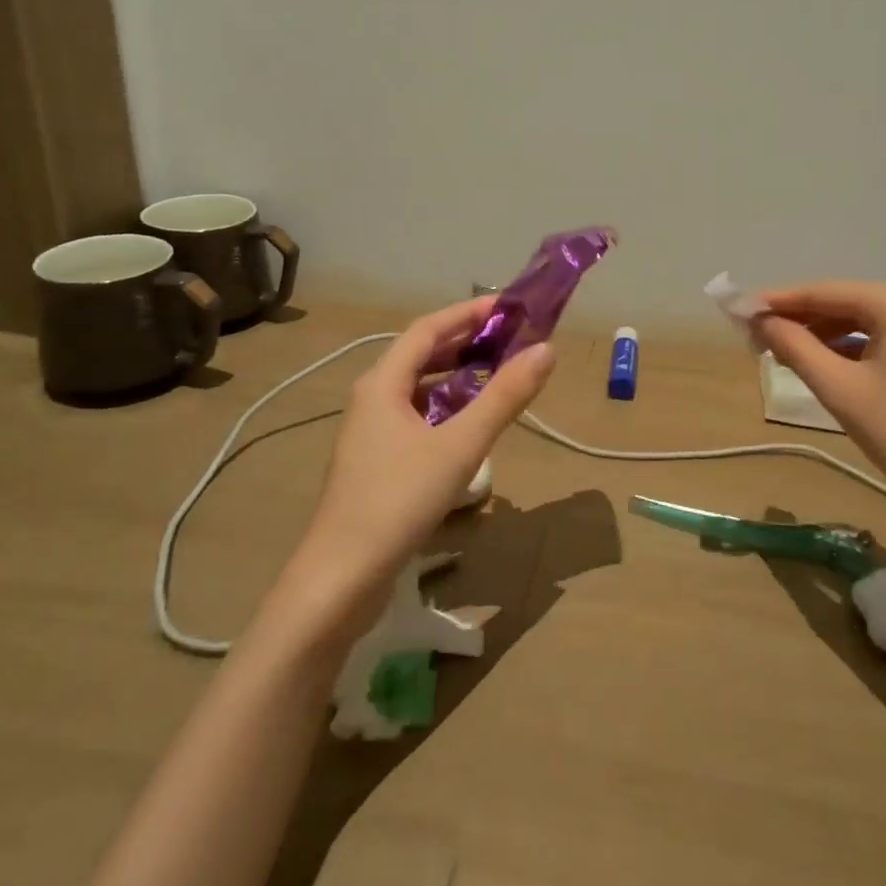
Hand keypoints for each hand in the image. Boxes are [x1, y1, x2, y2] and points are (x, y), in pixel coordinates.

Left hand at [281, 298, 554, 632]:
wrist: (340, 578)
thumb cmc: (398, 501)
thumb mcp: (460, 446)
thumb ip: (504, 398)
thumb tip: (546, 350)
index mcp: (382, 383)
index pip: (428, 329)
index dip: (468, 313)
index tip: (508, 307)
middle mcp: (372, 398)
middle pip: (421, 356)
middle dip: (466, 343)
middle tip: (510, 340)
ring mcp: (370, 432)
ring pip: (418, 389)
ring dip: (456, 377)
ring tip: (497, 377)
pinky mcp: (376, 462)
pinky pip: (416, 418)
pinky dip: (446, 410)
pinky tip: (469, 427)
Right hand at [752, 280, 885, 524]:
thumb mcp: (840, 389)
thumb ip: (795, 347)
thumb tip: (760, 321)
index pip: (825, 292)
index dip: (779, 302)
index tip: (740, 311)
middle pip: (846, 303)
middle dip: (801, 319)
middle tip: (757, 338)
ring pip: (865, 321)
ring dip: (824, 335)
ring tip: (784, 354)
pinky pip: (885, 338)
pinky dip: (852, 348)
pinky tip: (826, 364)